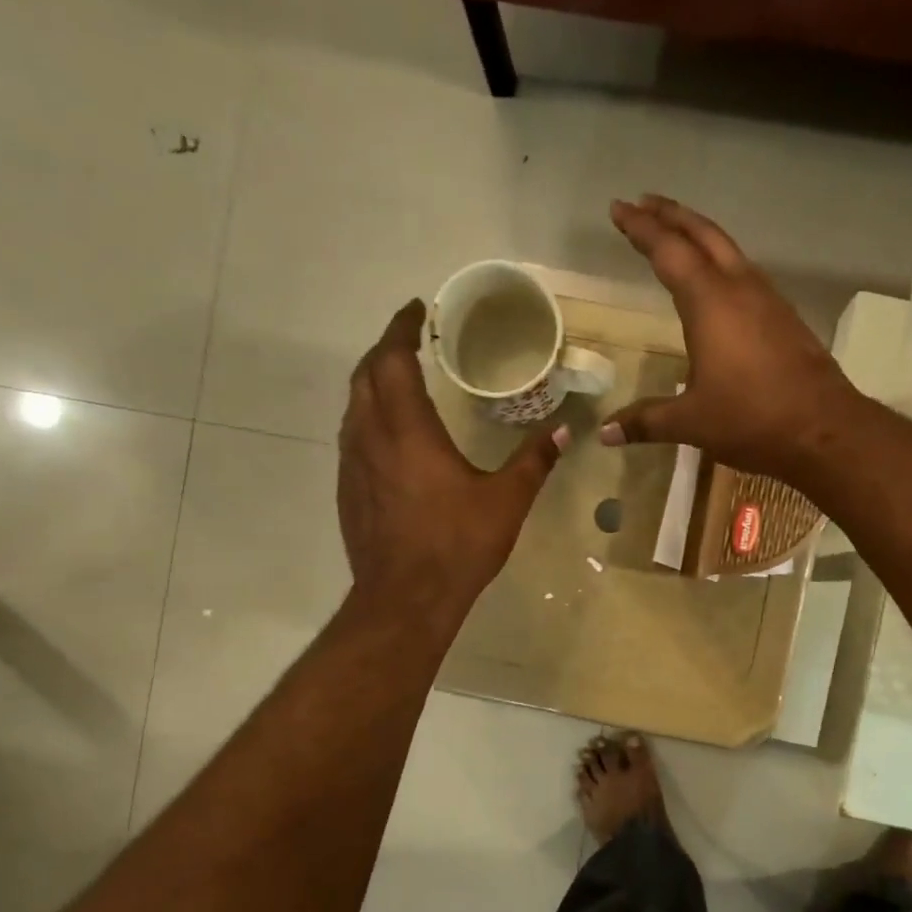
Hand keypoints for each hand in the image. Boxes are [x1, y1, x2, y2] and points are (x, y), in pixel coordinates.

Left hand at [338, 301, 566, 621]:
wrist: (404, 599)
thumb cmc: (457, 545)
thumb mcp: (506, 502)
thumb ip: (534, 461)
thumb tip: (563, 430)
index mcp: (409, 431)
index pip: (392, 361)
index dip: (400, 329)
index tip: (414, 311)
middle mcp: (371, 438)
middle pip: (364, 376)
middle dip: (383, 350)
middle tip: (408, 341)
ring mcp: (352, 466)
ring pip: (353, 407)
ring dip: (371, 384)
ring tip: (397, 380)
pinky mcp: (348, 491)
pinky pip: (351, 437)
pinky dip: (367, 418)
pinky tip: (388, 435)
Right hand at [600, 195, 860, 480]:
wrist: (823, 429)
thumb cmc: (751, 419)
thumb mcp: (691, 423)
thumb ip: (645, 421)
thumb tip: (605, 433)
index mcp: (710, 303)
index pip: (668, 251)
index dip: (641, 228)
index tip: (619, 209)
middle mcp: (740, 288)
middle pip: (703, 235)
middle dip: (671, 215)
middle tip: (643, 202)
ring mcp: (768, 300)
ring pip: (729, 249)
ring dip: (700, 234)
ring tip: (677, 233)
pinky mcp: (785, 317)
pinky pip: (746, 273)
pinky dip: (722, 261)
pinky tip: (718, 281)